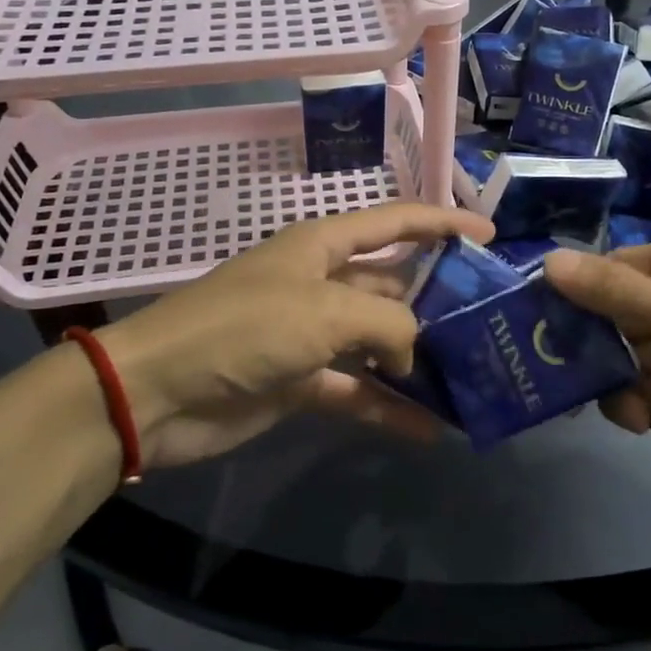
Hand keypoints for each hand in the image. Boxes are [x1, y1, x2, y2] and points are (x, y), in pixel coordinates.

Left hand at [98, 203, 494, 466]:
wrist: (158, 391)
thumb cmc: (244, 328)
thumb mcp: (324, 312)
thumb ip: (387, 324)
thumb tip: (414, 353)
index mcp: (323, 246)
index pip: (395, 221)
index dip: (443, 222)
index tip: (490, 235)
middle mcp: (321, 283)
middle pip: (392, 284)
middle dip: (438, 300)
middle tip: (492, 322)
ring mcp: (311, 334)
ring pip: (379, 341)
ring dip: (418, 360)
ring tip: (472, 378)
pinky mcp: (302, 381)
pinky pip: (357, 390)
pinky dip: (389, 407)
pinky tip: (431, 428)